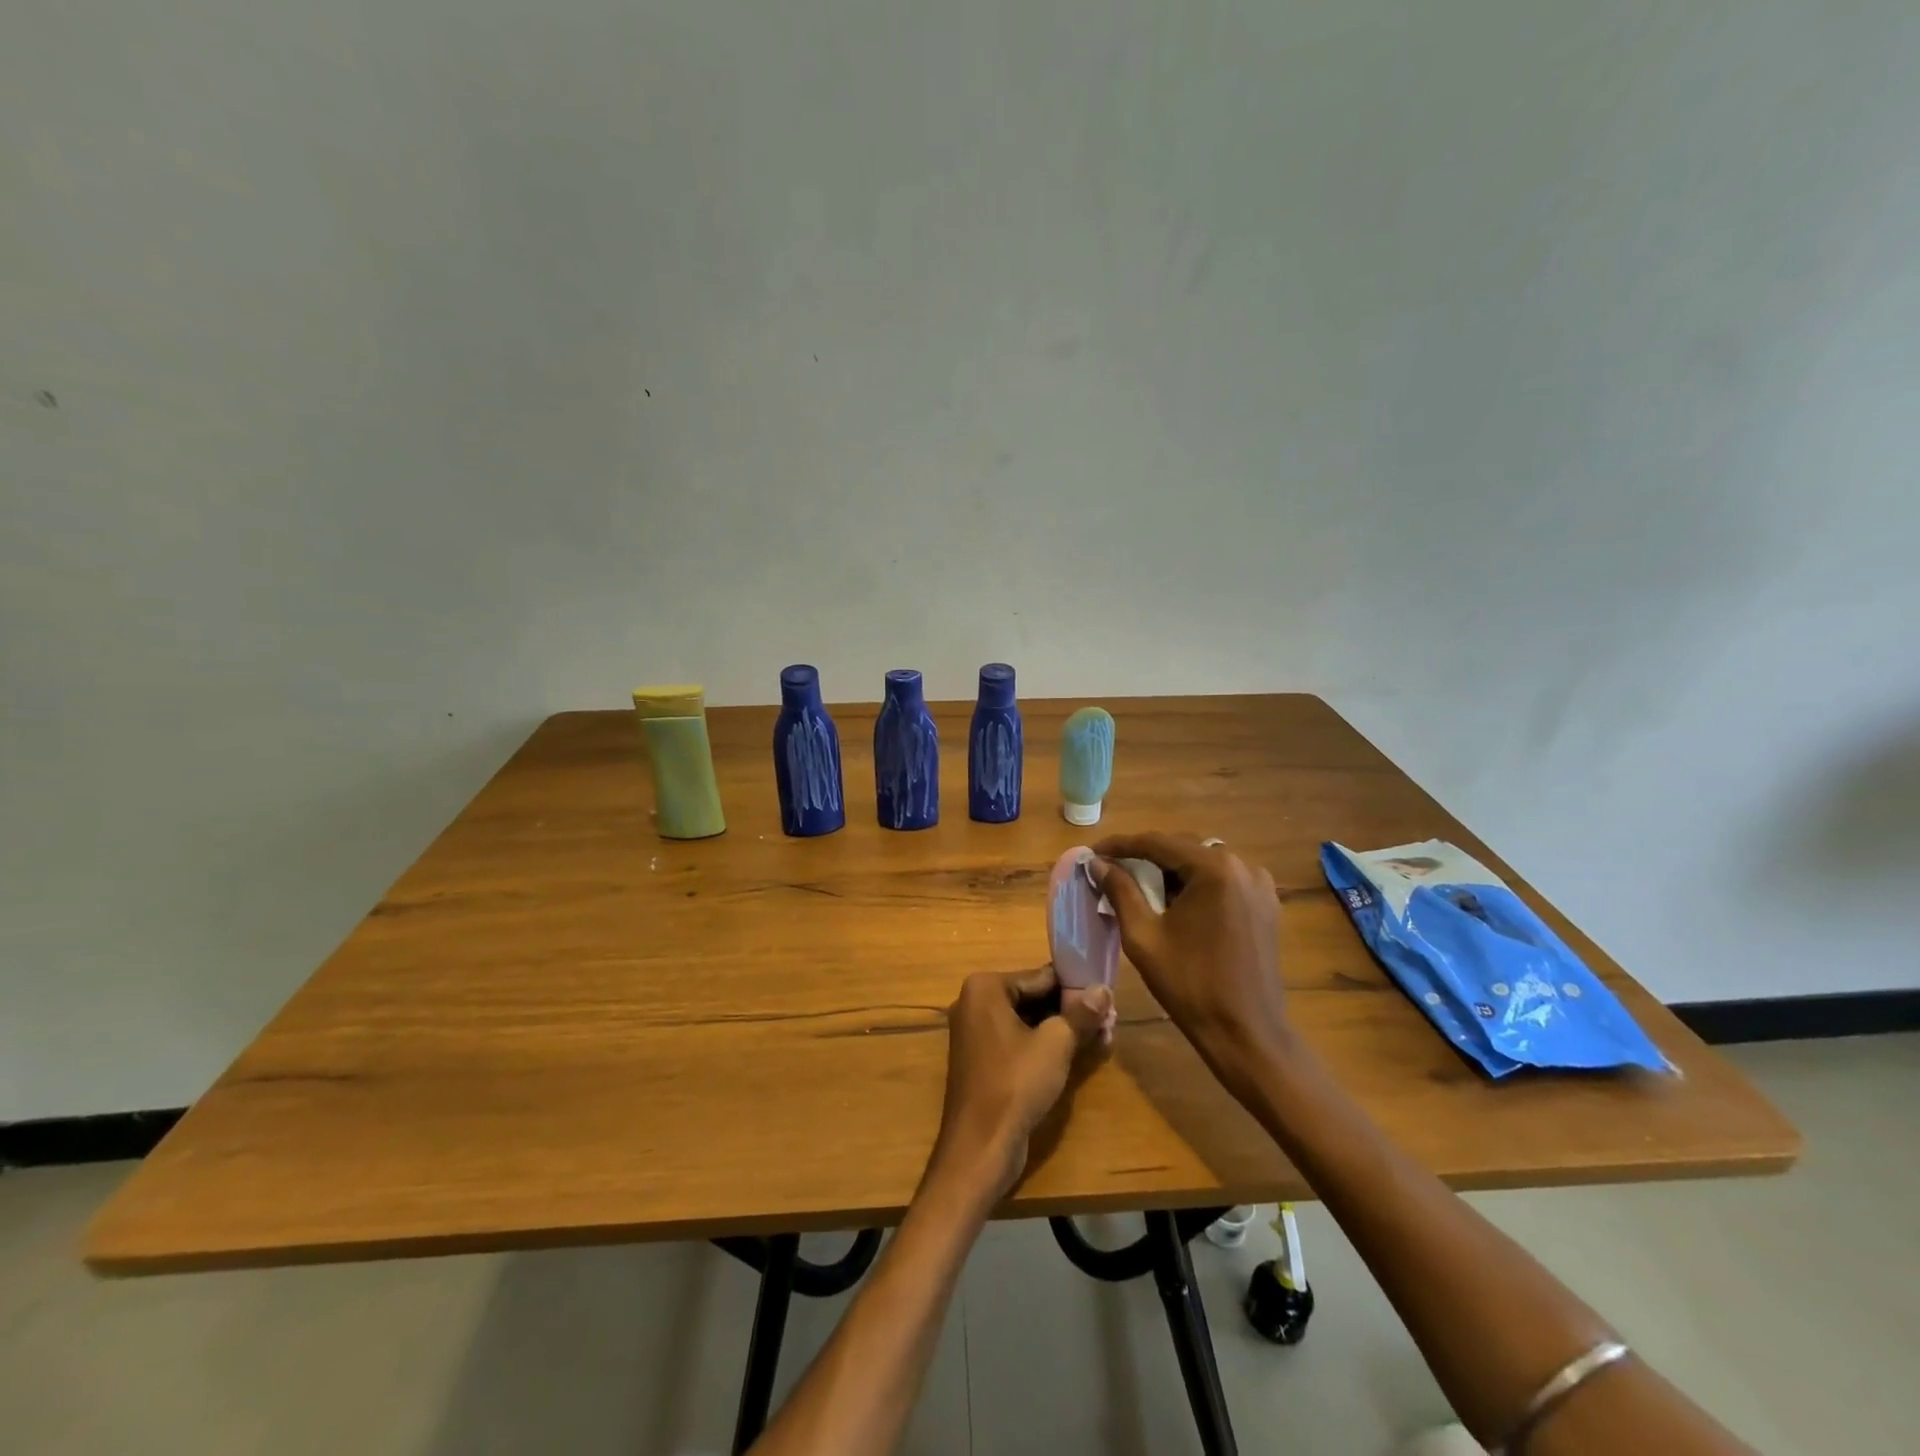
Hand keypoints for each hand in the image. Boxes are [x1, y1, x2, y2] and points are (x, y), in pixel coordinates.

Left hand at [932, 967, 1112, 1202]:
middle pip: (1034, 998)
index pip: (1040, 976)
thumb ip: (1080, 1013)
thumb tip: (1103, 989)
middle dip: (1071, 1010)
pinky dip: (1045, 1045)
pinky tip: (1079, 1054)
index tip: (1107, 995)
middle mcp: (975, 1003)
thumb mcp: (1056, 1044)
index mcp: (985, 988)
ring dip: (1063, 1029)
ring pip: (1029, 1021)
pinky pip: (1019, 1041)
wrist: (980, 1147)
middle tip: (1110, 1019)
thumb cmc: (1015, 1084)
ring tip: (1102, 1036)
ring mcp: (976, 1033)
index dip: (1076, 986)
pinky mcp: (982, 1060)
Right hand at [1092, 831, 1289, 1093]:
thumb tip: (1098, 863)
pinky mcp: (1266, 904)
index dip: (1121, 845)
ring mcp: (1259, 884)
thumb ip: (1120, 891)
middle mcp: (1242, 865)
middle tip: (1111, 869)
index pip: (1157, 842)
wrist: (1247, 1034)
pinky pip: (1221, 880)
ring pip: (1202, 863)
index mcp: (1214, 869)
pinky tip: (1173, 902)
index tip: (1093, 853)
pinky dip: (1194, 884)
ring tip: (1137, 885)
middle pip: (1182, 848)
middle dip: (1145, 856)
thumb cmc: (1190, 985)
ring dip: (1170, 870)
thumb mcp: (1143, 936)